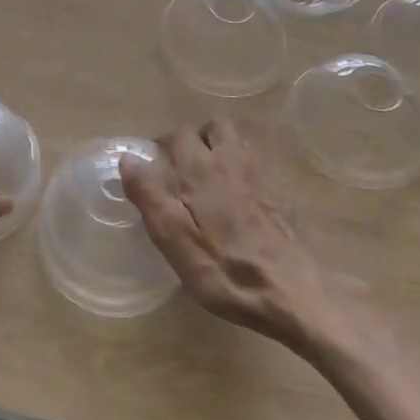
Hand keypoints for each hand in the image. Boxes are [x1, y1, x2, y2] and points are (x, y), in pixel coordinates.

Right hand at [119, 119, 334, 344]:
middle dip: (193, 139)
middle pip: (211, 127)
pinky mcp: (278, 194)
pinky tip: (236, 196)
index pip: (176, 135)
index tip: (152, 166)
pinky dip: (240, 167)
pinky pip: (254, 163)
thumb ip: (150, 195)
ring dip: (219, 147)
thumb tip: (128, 158)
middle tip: (180, 167)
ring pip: (236, 141)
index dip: (161, 145)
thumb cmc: (224, 269)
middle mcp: (229, 161)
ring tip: (207, 175)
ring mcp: (258, 175)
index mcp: (199, 169)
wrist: (291, 292)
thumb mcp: (174, 239)